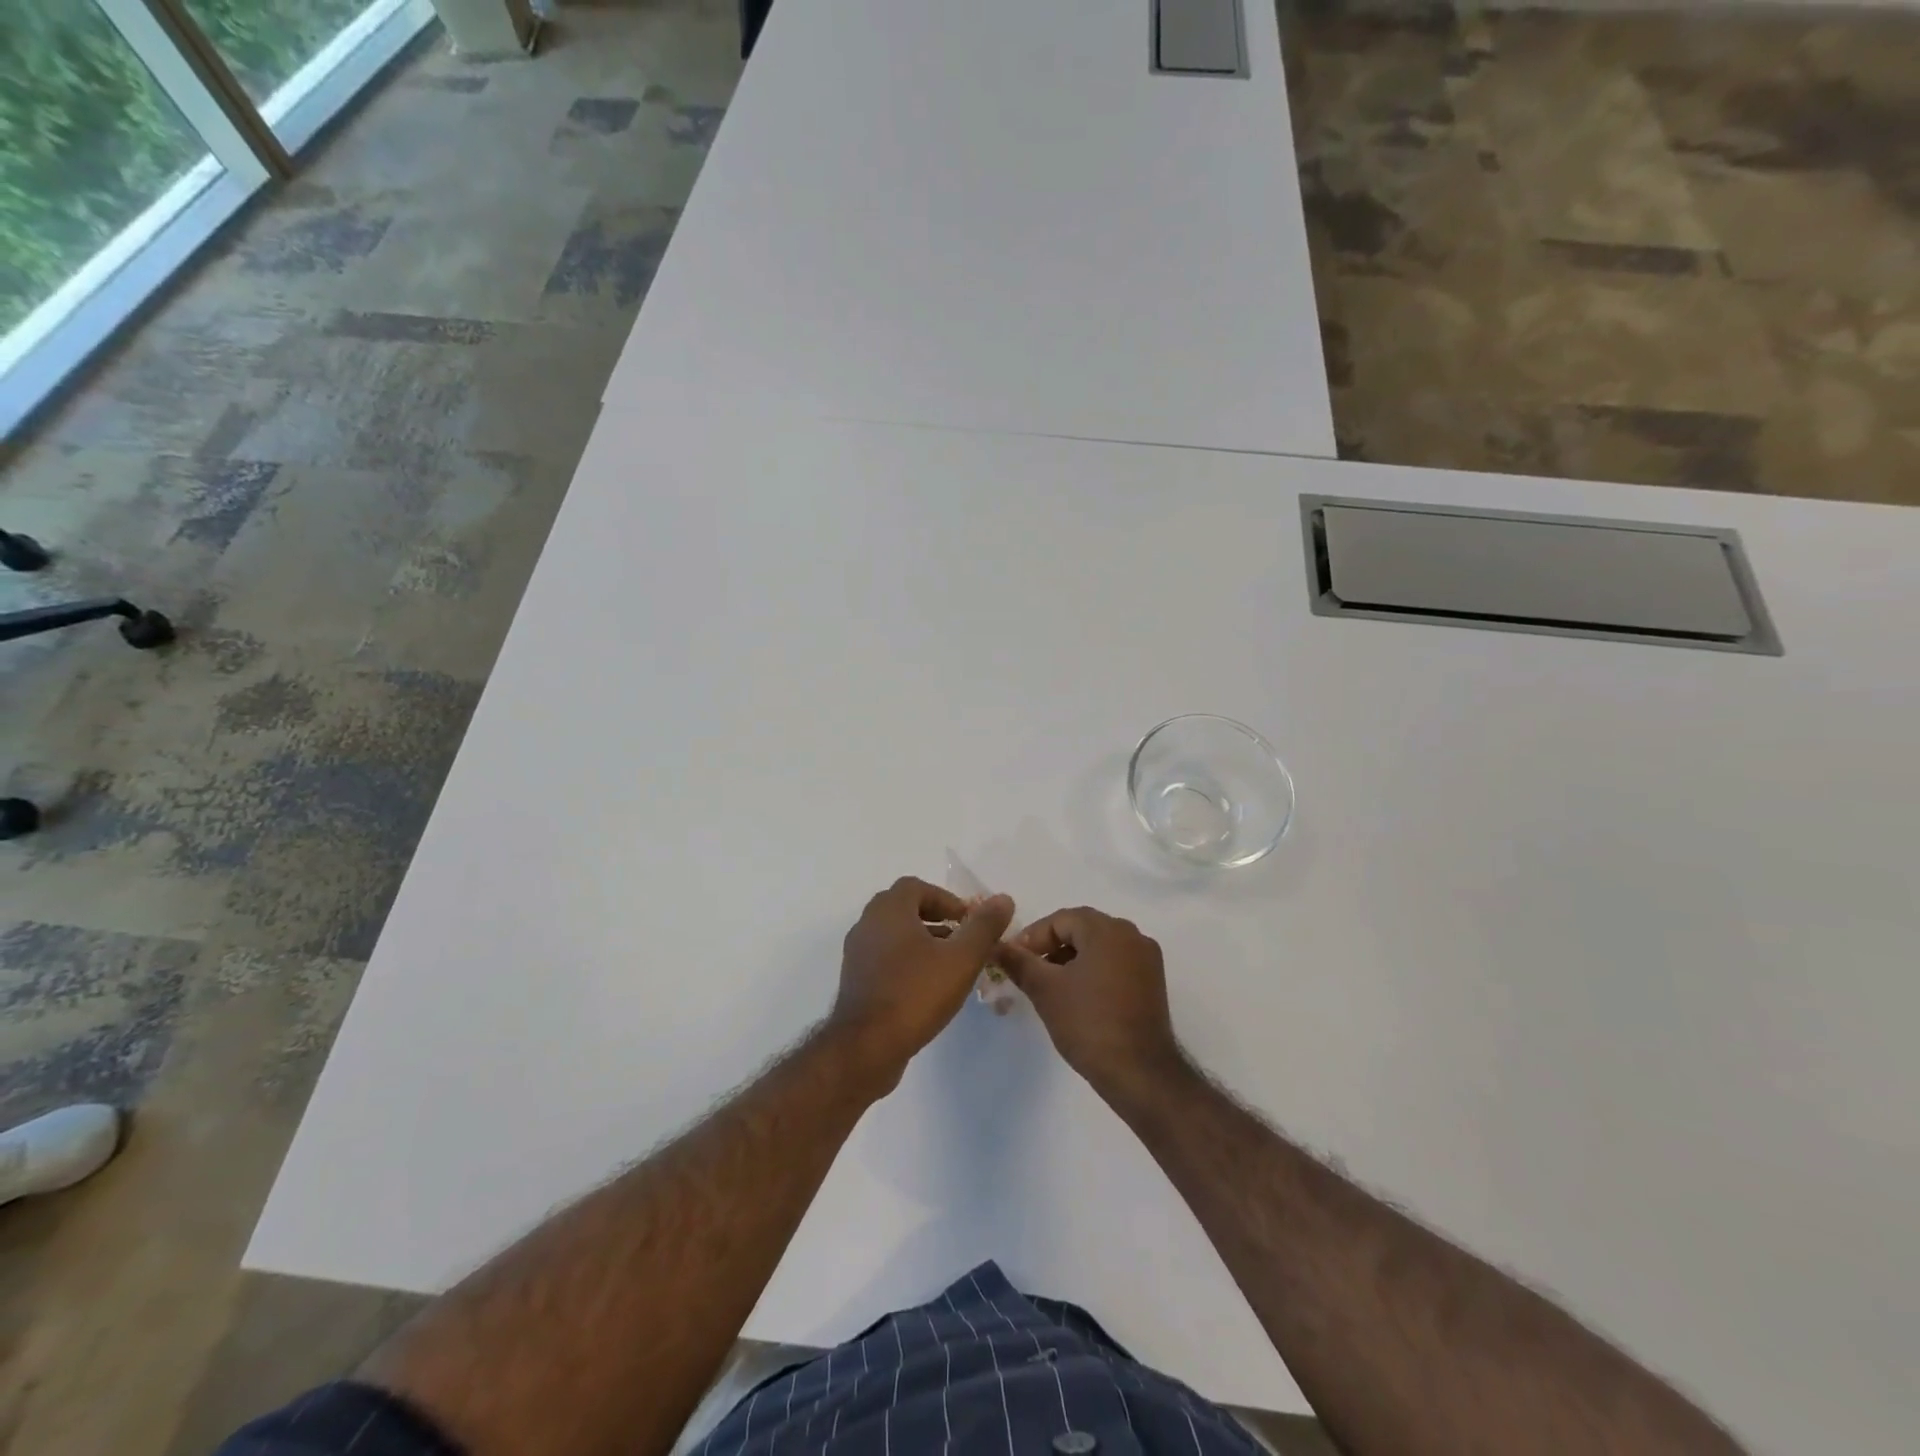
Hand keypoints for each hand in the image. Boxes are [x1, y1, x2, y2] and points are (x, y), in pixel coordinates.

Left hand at [832, 877, 1014, 1085]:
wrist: (866, 1047)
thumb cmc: (915, 994)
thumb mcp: (961, 959)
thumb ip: (984, 927)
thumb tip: (1003, 899)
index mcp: (889, 910)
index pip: (916, 887)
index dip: (945, 899)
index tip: (967, 920)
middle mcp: (867, 923)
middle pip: (903, 908)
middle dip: (935, 918)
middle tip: (960, 938)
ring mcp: (857, 953)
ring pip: (893, 934)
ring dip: (921, 941)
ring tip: (949, 964)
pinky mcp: (855, 979)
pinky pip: (884, 957)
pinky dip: (906, 960)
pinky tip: (926, 987)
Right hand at [995, 907, 1185, 1101]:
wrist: (1139, 1073)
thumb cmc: (1088, 1023)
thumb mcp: (1045, 990)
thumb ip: (1018, 962)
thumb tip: (995, 946)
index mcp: (1108, 929)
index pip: (1060, 920)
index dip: (1032, 938)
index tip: (1013, 960)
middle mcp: (1132, 935)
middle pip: (1081, 929)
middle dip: (1051, 947)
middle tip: (1028, 971)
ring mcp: (1146, 959)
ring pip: (1099, 947)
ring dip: (1071, 959)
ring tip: (1049, 986)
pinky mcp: (1153, 982)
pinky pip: (1115, 963)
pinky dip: (1093, 971)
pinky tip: (1076, 996)